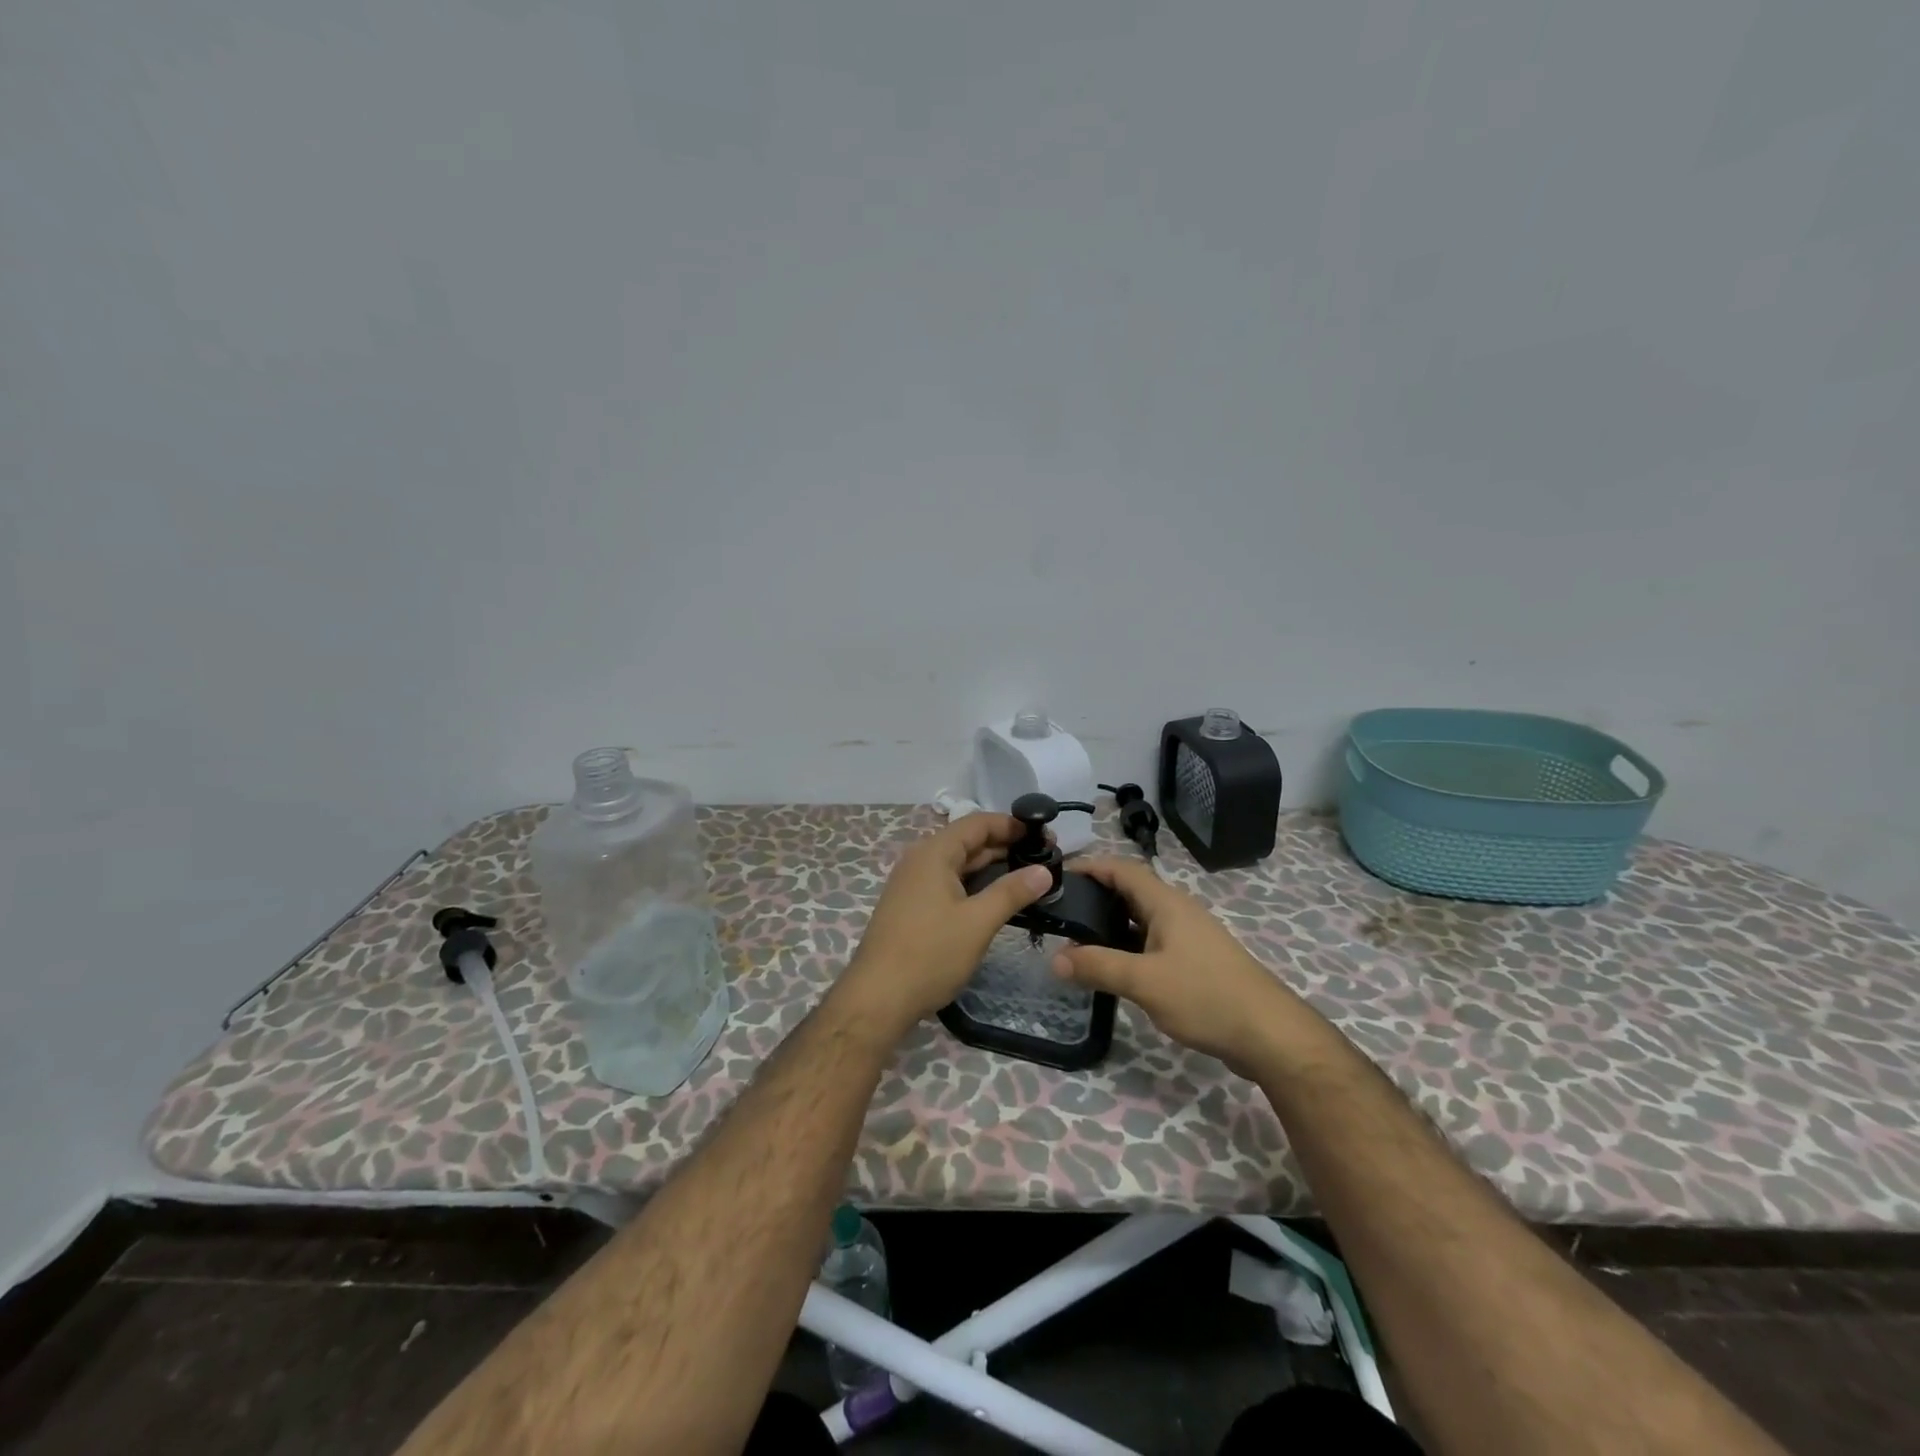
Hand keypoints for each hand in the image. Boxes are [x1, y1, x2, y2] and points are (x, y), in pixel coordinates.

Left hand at [835, 814, 1054, 1039]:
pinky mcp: (911, 907)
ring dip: (991, 867)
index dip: (1011, 824)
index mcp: (933, 854)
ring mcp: (912, 885)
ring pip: (958, 864)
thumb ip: (1011, 892)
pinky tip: (995, 899)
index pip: (976, 823)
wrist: (877, 999)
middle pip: (967, 841)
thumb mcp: (977, 922)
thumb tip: (1044, 870)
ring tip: (1028, 877)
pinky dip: (974, 884)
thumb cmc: (930, 955)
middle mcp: (920, 861)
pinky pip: (948, 883)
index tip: (1044, 835)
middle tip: (1044, 858)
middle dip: (1005, 846)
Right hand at [1051, 858, 1307, 1072]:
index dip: (1090, 866)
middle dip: (1094, 896)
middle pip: (1130, 891)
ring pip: (1140, 920)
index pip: (1122, 868)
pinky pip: (1151, 943)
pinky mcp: (1194, 963)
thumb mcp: (1145, 982)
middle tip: (1060, 910)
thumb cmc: (1206, 996)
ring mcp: (1188, 938)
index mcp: (1167, 904)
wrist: (1270, 1035)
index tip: (1057, 875)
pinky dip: (1126, 947)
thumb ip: (1099, 967)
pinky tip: (1111, 968)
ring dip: (1109, 925)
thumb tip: (1055, 958)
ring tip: (1076, 939)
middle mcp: (1177, 912)